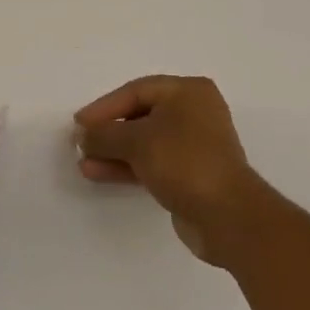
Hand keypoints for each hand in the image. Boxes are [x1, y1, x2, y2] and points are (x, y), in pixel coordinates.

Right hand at [74, 75, 269, 265]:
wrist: (229, 217)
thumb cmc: (185, 162)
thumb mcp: (138, 141)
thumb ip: (105, 134)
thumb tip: (82, 134)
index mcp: (188, 92)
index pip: (136, 91)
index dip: (104, 106)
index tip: (79, 124)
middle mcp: (194, 112)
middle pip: (140, 115)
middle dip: (109, 131)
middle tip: (81, 142)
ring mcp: (195, 145)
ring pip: (145, 142)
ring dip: (115, 151)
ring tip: (85, 163)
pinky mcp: (192, 174)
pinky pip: (153, 162)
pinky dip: (129, 166)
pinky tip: (102, 173)